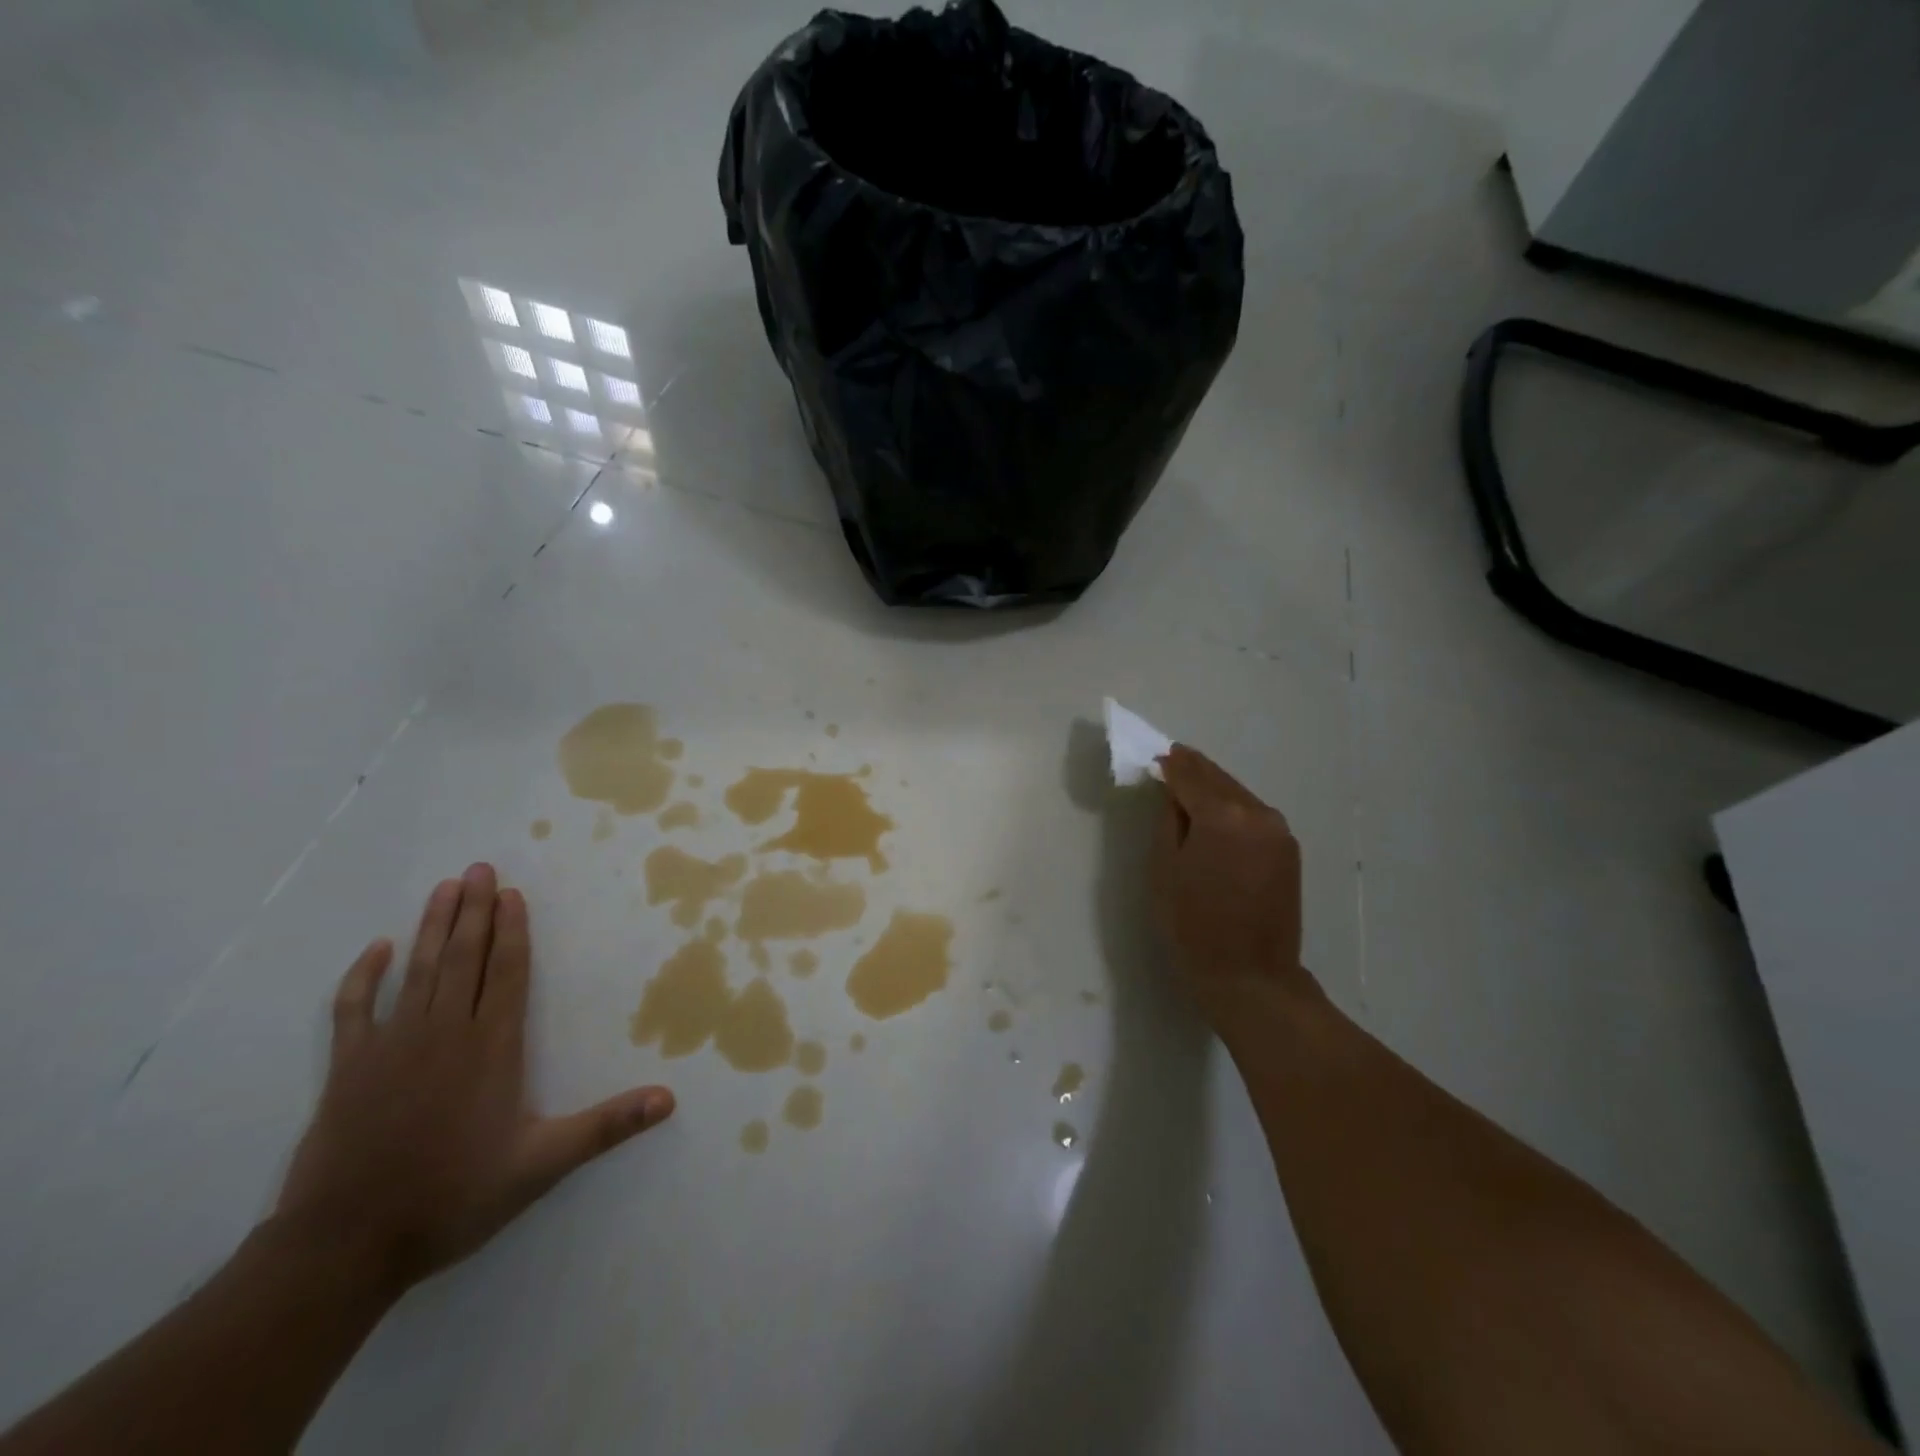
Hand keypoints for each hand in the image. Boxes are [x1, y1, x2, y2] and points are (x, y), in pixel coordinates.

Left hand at [275, 864, 674, 1293]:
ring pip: (419, 970)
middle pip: (464, 957)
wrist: (346, 1247)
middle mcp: (445, 1032)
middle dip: (474, 911)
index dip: (512, 931)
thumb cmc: (454, 1197)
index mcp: (492, 1047)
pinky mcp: (348, 1068)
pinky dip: (364, 976)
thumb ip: (607, 1126)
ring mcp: (392, 1046)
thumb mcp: (543, 1164)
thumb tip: (669, 1098)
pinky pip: (354, 1009)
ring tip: (444, 888)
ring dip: (432, 926)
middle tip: (479, 869)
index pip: (507, 973)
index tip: (512, 894)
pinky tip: (377, 950)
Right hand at [1151, 746, 1314, 1016]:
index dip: (1171, 765)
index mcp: (1222, 815)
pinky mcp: (1289, 850)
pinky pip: (1254, 815)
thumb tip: (1173, 792)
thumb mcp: (1164, 869)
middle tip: (1173, 760)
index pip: (1190, 775)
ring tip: (1191, 786)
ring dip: (1215, 788)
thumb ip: (1169, 820)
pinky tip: (1218, 816)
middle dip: (1194, 769)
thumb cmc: (1193, 925)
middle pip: (1219, 779)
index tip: (1157, 756)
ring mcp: (1279, 831)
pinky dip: (1233, 808)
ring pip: (1239, 795)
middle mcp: (1257, 813)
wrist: (1251, 976)